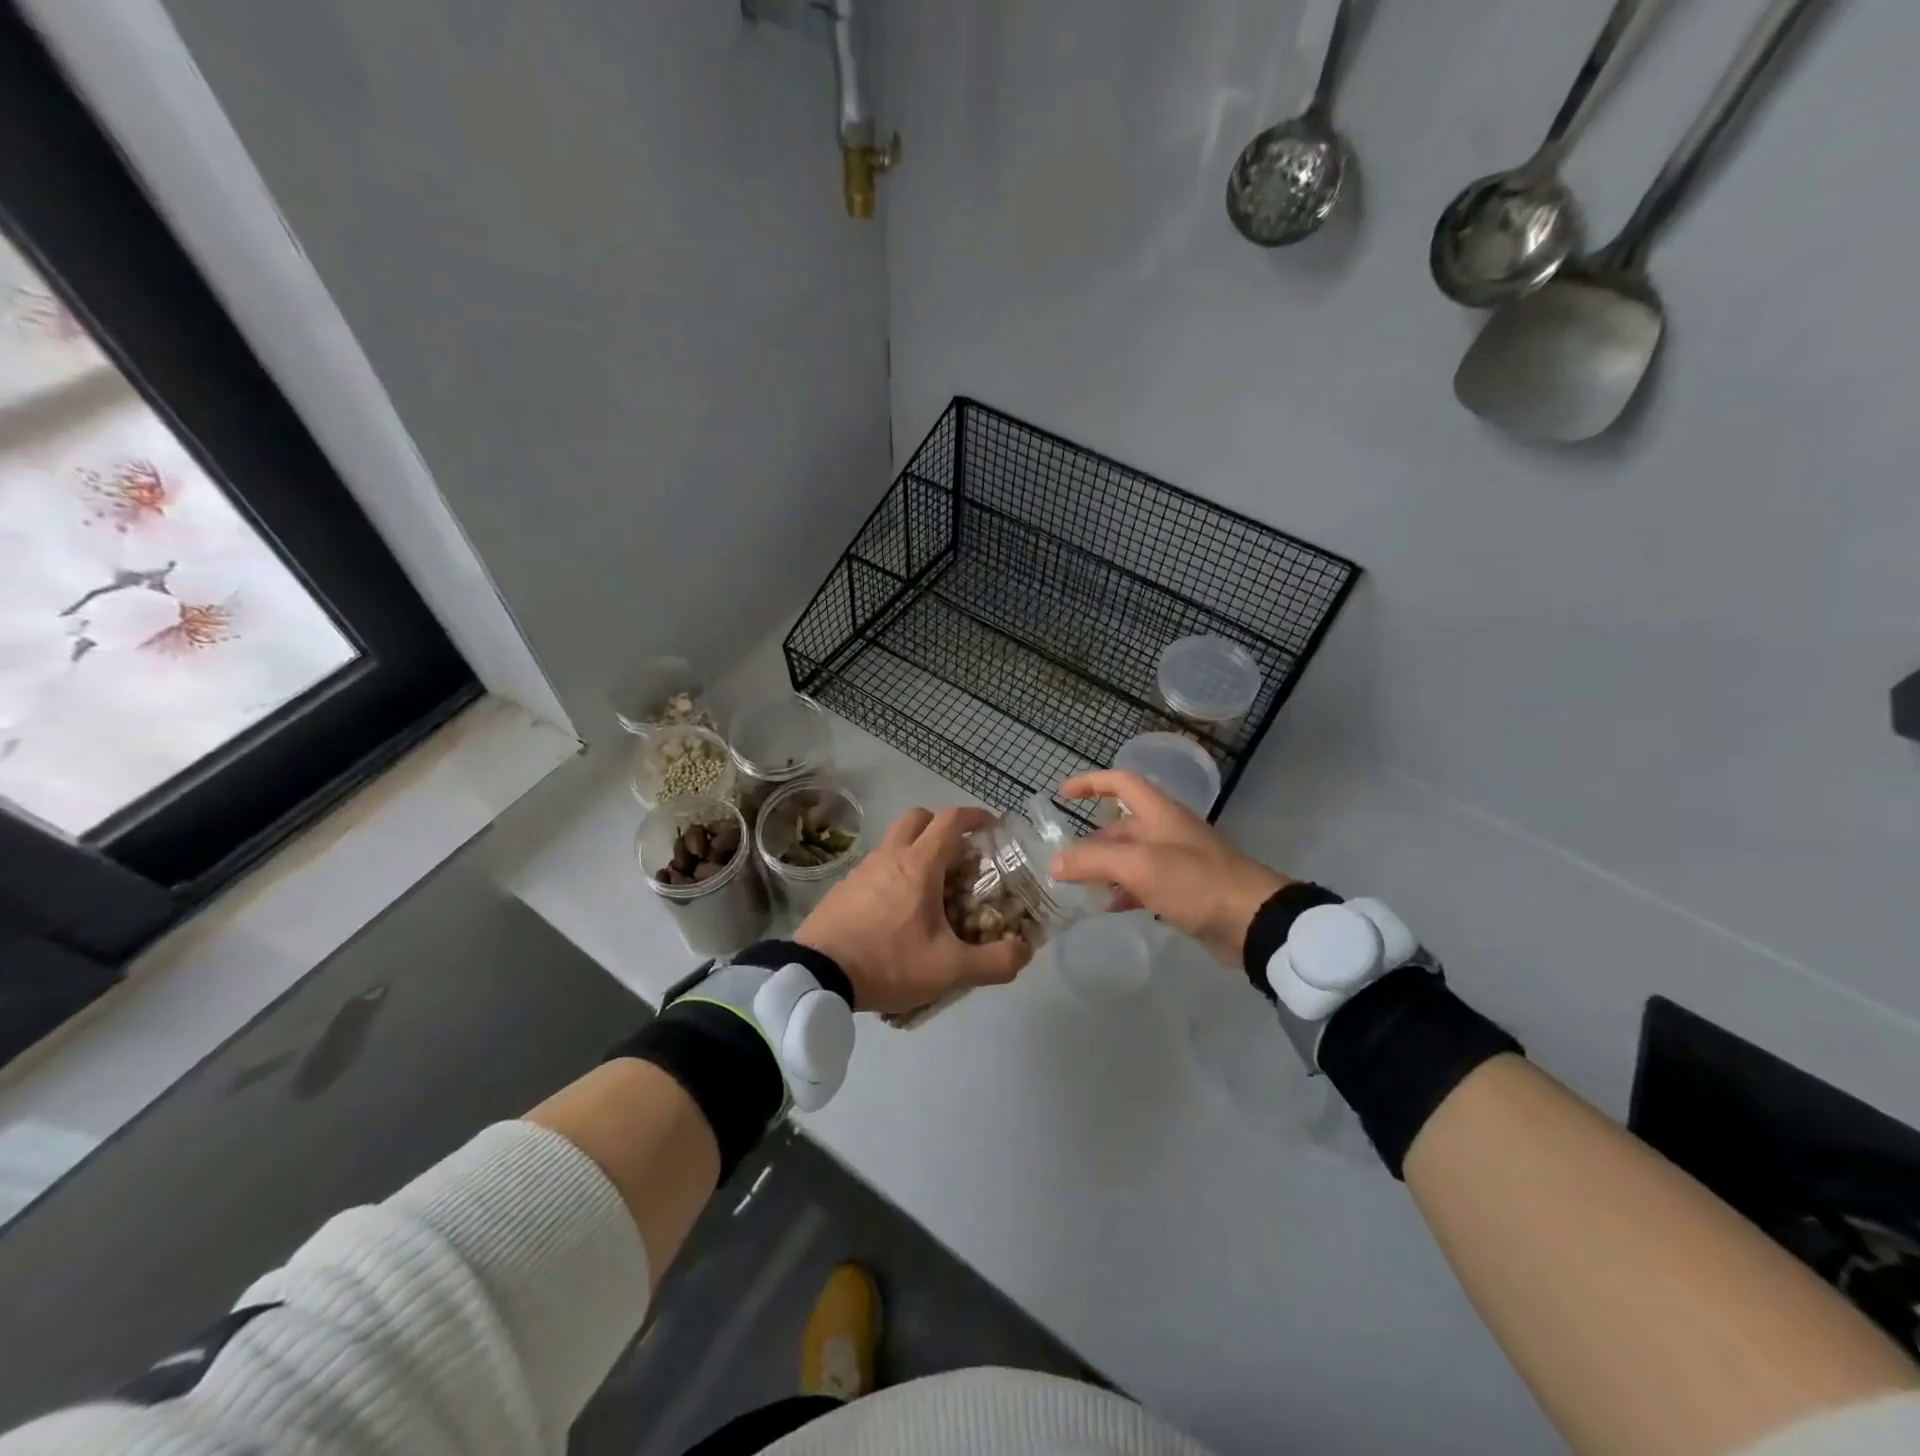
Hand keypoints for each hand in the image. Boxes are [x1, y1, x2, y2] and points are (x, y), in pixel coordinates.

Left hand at [796, 807, 1031, 1015]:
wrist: (815, 975)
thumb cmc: (888, 962)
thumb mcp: (949, 970)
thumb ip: (994, 962)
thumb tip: (1023, 952)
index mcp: (919, 865)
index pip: (951, 820)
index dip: (975, 816)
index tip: (992, 826)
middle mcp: (890, 856)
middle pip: (918, 818)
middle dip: (942, 826)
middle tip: (959, 854)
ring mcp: (862, 869)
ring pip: (894, 841)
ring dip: (916, 850)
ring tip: (932, 888)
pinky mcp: (844, 887)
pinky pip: (876, 866)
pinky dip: (894, 872)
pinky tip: (899, 910)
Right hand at [1050, 770, 1289, 967]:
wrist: (1253, 921)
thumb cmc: (1195, 882)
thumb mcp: (1139, 866)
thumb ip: (1094, 861)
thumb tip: (1056, 863)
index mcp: (1160, 814)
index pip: (1122, 783)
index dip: (1091, 783)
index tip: (1063, 794)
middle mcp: (1168, 832)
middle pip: (1122, 826)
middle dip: (1092, 841)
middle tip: (1065, 861)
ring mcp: (1178, 862)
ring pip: (1132, 857)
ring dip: (1106, 868)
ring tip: (1080, 887)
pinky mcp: (1186, 890)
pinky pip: (1146, 884)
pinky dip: (1125, 892)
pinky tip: (1110, 907)